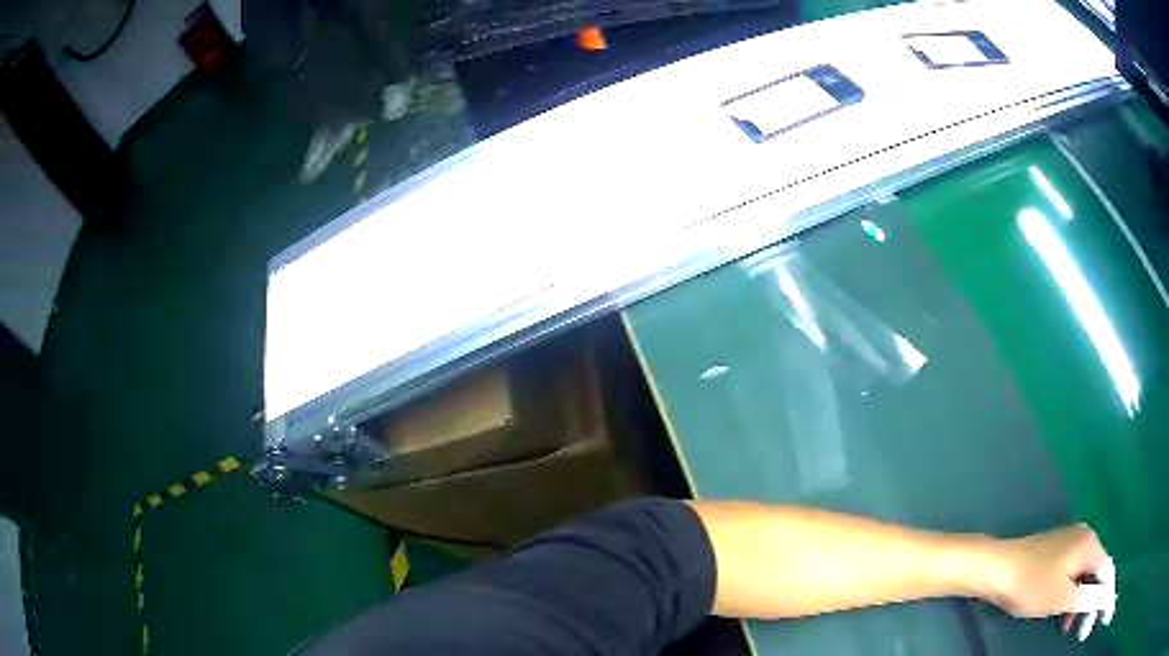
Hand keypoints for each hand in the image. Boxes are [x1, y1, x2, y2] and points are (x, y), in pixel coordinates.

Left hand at [979, 524, 1114, 637]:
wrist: (998, 568)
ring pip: (1082, 574)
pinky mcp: (1055, 551)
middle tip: (1082, 629)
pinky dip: (1069, 593)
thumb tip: (1101, 596)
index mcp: (1090, 543)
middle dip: (1091, 600)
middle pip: (1095, 571)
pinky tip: (1061, 613)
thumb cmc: (1033, 584)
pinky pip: (1071, 574)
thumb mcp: (1062, 597)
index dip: (1105, 594)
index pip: (1106, 570)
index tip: (1100, 617)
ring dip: (1078, 600)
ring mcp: (1069, 542)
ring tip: (1068, 627)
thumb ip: (1085, 597)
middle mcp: (1084, 537)